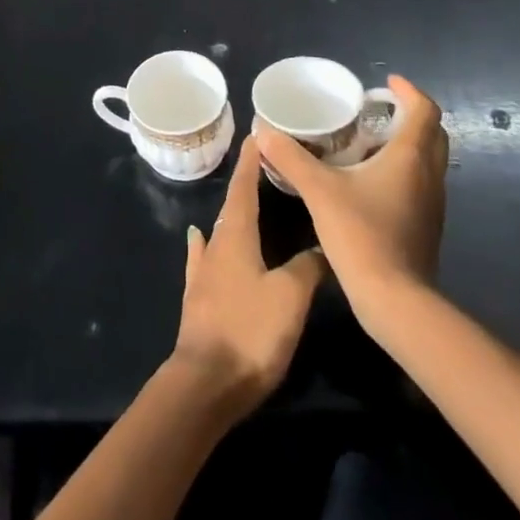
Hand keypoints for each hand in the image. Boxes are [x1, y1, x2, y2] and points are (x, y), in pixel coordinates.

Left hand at [171, 136, 325, 423]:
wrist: (206, 384)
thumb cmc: (250, 331)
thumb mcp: (290, 296)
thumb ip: (307, 267)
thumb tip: (321, 247)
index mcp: (235, 238)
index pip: (243, 189)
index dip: (251, 163)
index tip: (256, 136)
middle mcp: (215, 247)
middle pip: (231, 208)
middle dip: (246, 185)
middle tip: (263, 165)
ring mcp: (203, 273)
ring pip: (219, 231)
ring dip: (232, 213)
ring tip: (244, 199)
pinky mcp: (199, 299)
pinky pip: (204, 258)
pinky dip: (206, 243)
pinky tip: (198, 237)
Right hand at [253, 74, 447, 325]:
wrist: (394, 300)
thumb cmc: (362, 235)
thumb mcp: (319, 191)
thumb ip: (291, 159)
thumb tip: (264, 131)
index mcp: (411, 157)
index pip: (424, 110)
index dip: (408, 91)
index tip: (385, 83)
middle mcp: (429, 175)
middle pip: (431, 132)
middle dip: (407, 115)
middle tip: (374, 111)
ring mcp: (432, 203)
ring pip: (427, 160)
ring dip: (405, 143)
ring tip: (367, 141)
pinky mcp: (426, 225)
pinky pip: (419, 183)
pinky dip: (401, 170)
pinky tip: (369, 182)